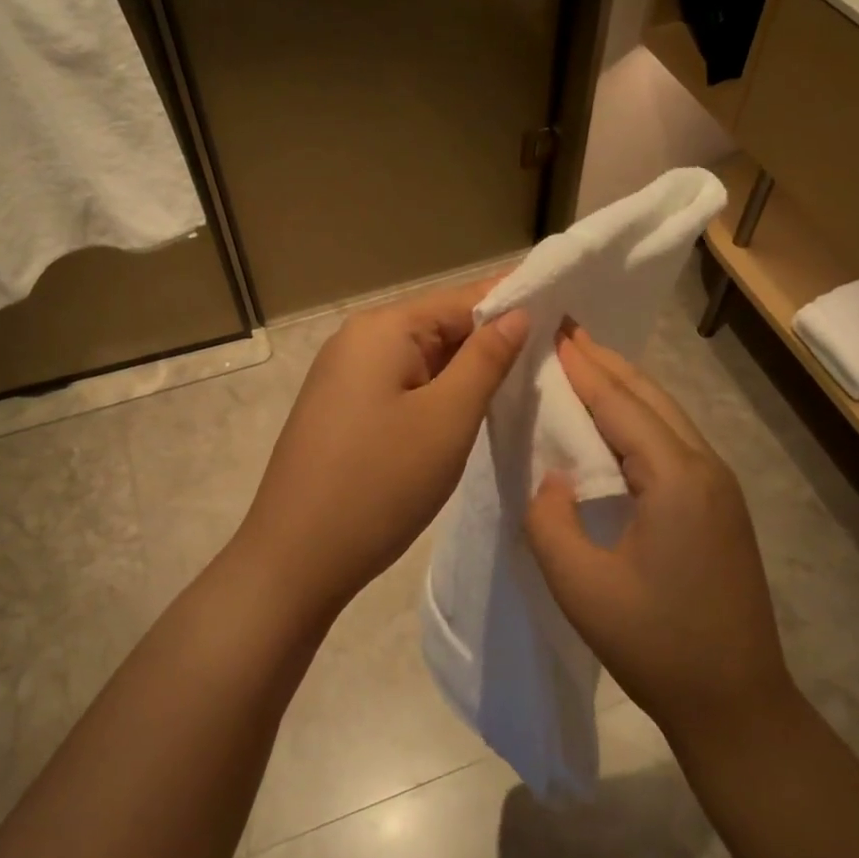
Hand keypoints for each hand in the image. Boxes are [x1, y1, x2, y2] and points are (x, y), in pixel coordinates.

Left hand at [234, 279, 528, 614]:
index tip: (563, 320)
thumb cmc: (380, 483)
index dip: (513, 307)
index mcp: (382, 329)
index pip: (462, 299)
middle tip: (550, 365)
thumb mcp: (447, 419)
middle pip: (439, 327)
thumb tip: (517, 312)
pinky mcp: (341, 410)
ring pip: (422, 361)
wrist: (295, 558)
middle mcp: (357, 340)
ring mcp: (344, 376)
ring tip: (518, 391)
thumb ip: (486, 360)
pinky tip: (464, 417)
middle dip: (490, 345)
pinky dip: (435, 397)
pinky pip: (400, 387)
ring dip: (464, 376)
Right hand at [524, 325, 793, 752]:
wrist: (735, 704)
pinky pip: (673, 443)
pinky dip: (639, 419)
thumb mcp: (580, 585)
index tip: (553, 330)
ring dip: (624, 387)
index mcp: (675, 478)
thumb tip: (551, 476)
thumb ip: (548, 519)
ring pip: (666, 417)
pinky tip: (614, 422)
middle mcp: (705, 468)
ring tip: (584, 363)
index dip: (583, 367)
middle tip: (566, 331)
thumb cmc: (655, 644)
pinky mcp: (719, 507)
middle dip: (606, 362)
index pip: (620, 404)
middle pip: (649, 398)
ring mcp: (719, 487)